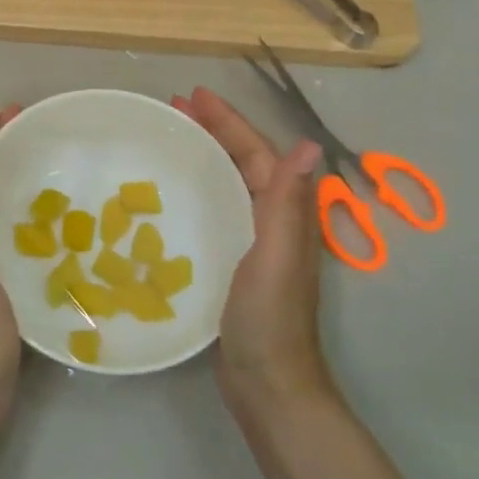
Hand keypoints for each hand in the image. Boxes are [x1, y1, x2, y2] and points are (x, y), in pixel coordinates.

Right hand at [173, 87, 335, 406]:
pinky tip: (173, 192)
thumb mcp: (276, 256)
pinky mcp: (234, 259)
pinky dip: (198, 188)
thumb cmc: (269, 318)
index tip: (193, 95)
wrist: (268, 383)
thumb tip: (307, 145)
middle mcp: (273, 219)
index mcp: (284, 212)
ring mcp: (253, 240)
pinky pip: (216, 207)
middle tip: (173, 109)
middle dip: (213, 130)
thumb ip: (289, 203)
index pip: (255, 152)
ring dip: (204, 154)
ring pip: (229, 182)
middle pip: (243, 160)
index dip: (228, 121)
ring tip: (170, 138)